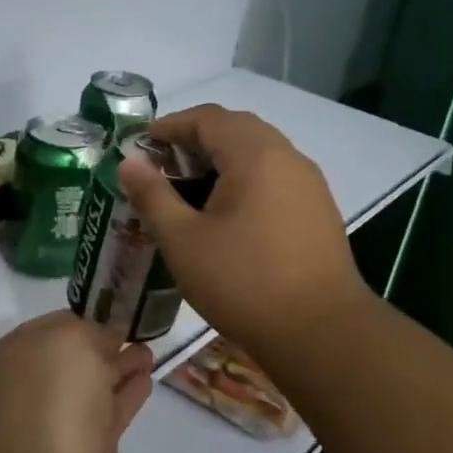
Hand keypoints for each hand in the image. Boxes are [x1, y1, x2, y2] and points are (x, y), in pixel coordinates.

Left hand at [0, 311, 153, 452]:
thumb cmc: (51, 401)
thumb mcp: (72, 342)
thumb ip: (94, 332)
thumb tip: (109, 336)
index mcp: (21, 353)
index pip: (59, 325)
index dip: (89, 316)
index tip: (121, 307)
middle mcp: (36, 385)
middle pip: (77, 357)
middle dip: (105, 343)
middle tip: (140, 328)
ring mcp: (62, 423)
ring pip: (96, 386)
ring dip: (120, 369)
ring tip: (148, 352)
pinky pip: (111, 416)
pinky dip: (128, 397)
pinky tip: (147, 380)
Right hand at [116, 104, 371, 369]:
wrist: (323, 334)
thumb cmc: (244, 283)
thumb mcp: (183, 240)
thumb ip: (152, 195)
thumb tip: (129, 162)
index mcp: (254, 155)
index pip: (207, 118)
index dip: (170, 126)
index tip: (141, 146)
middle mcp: (286, 157)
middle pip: (235, 129)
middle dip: (195, 140)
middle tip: (162, 168)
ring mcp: (308, 183)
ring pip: (258, 152)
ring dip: (221, 160)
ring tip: (189, 192)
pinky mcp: (318, 210)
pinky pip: (274, 176)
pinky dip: (244, 179)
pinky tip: (226, 215)